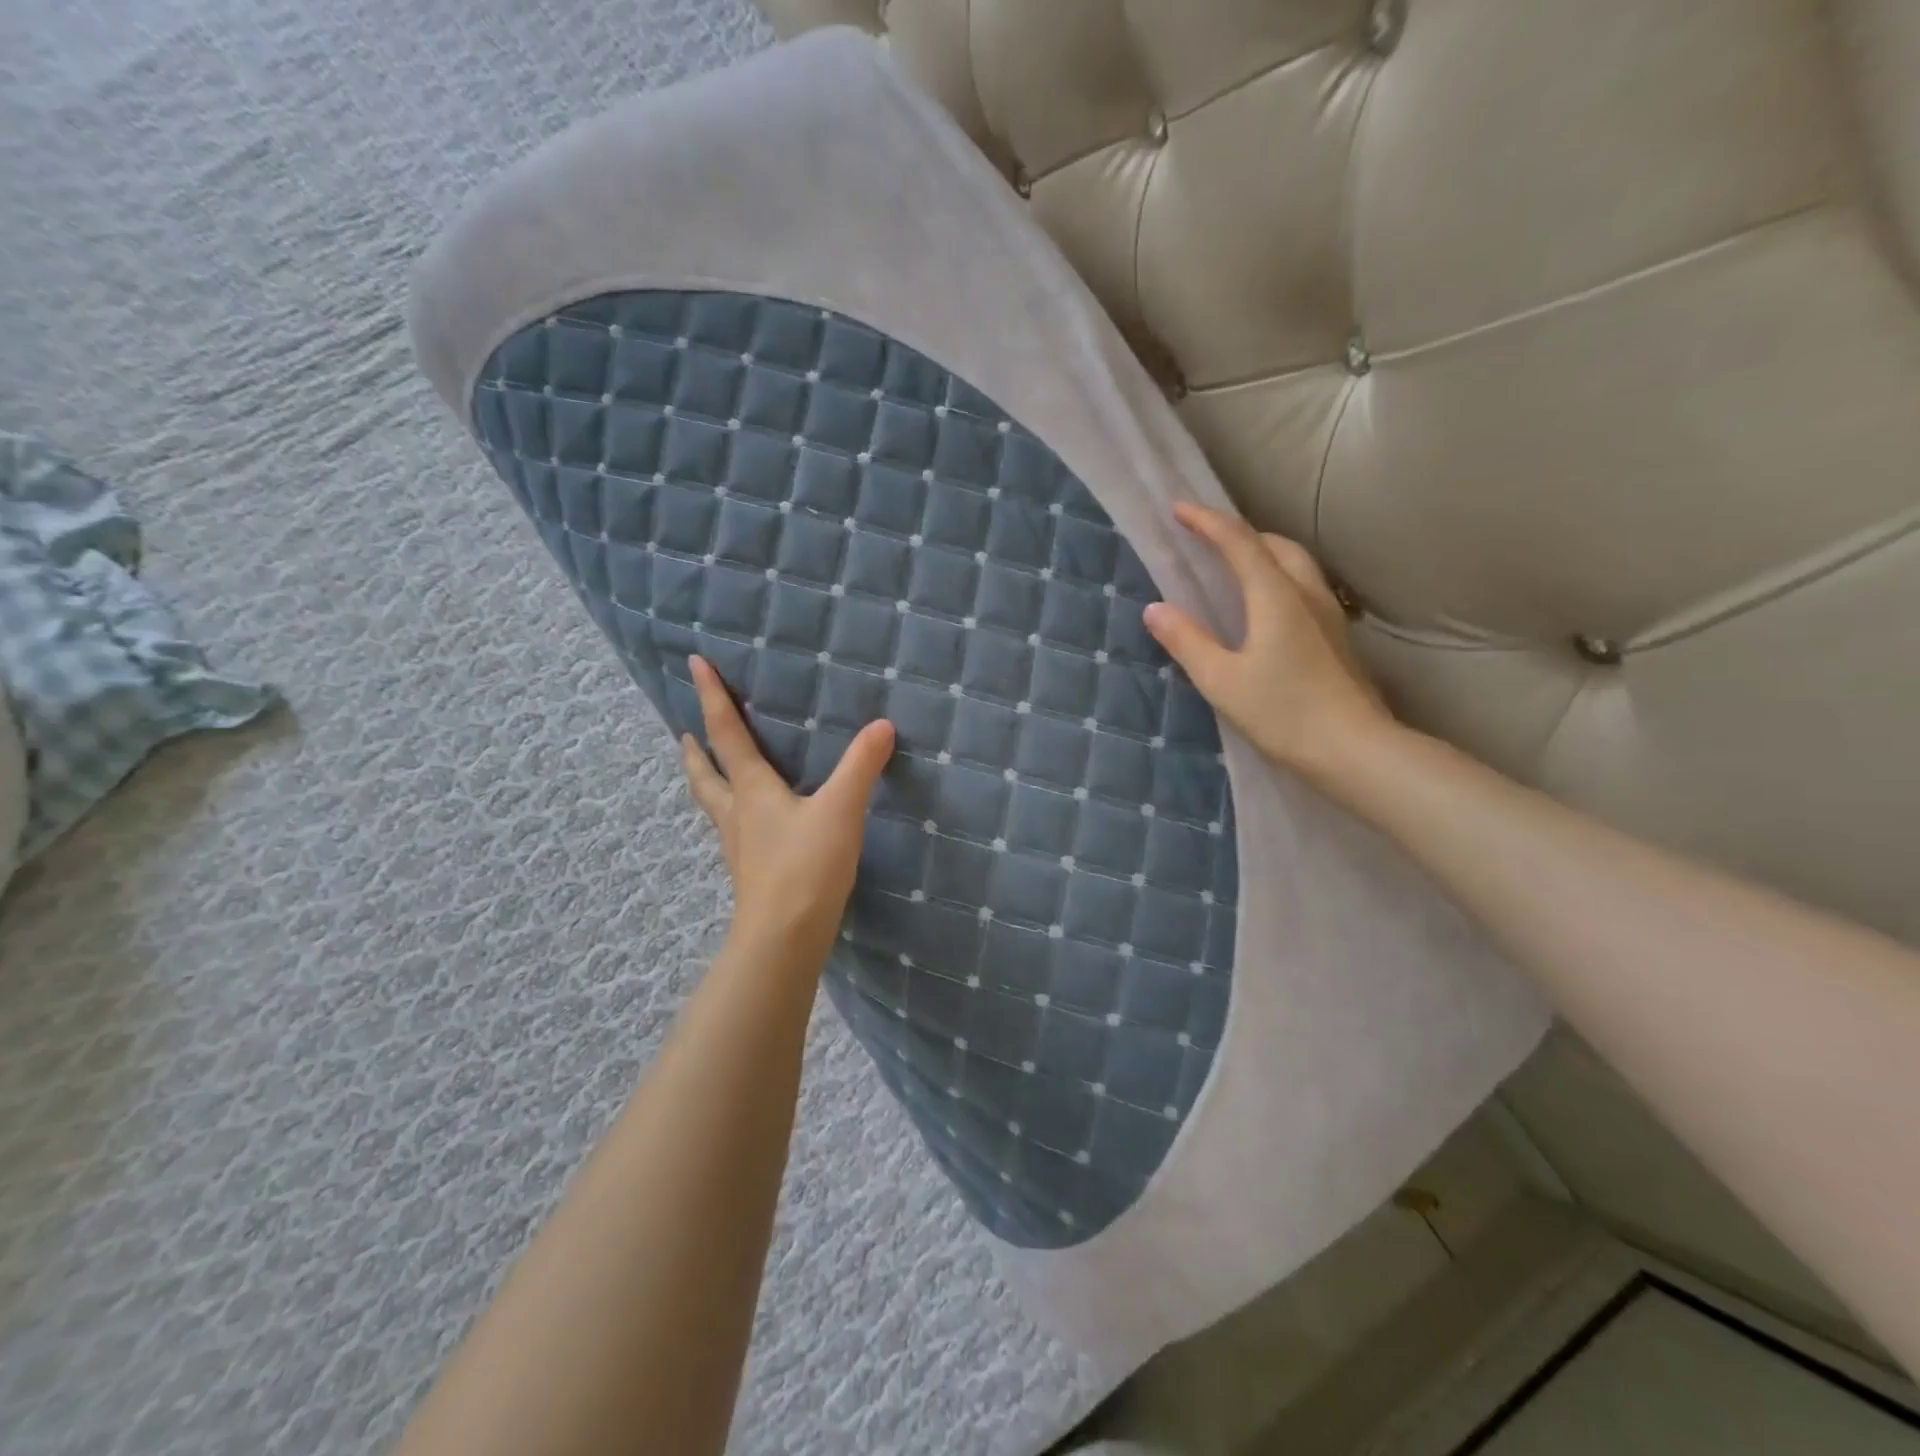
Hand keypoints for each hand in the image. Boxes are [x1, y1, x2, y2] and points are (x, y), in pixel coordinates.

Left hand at [680, 654, 895, 968]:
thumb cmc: (806, 868)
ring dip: (708, 782)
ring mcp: (741, 848)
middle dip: (696, 751)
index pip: (727, 734)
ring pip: (716, 806)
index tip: (694, 663)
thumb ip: (861, 767)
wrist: (784, 939)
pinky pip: (735, 832)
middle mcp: (738, 815)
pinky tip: (752, 826)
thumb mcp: (840, 810)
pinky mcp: (752, 874)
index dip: (712, 697)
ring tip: (709, 772)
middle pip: (706, 776)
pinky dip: (734, 814)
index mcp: (752, 791)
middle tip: (684, 734)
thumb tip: (882, 726)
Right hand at [1143, 503, 1391, 778]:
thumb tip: (1154, 609)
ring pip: (1296, 563)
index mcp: (1275, 596)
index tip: (1179, 509)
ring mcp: (1328, 614)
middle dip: (1239, 533)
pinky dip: (1278, 576)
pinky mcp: (1337, 636)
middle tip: (1207, 539)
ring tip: (1235, 566)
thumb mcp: (1222, 680)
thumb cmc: (1283, 713)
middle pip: (1275, 544)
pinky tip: (1266, 605)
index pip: (1238, 543)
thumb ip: (1187, 641)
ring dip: (1263, 552)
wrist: (1355, 749)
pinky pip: (1304, 585)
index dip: (1207, 522)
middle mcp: (1306, 593)